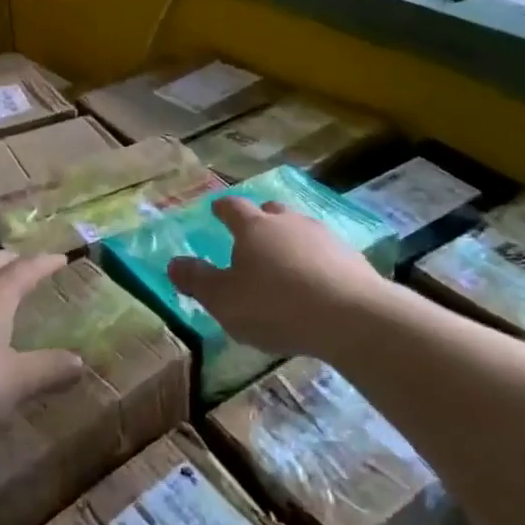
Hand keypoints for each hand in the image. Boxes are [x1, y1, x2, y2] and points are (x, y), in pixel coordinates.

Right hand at [166, 197, 388, 358]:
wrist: (351, 316)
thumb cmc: (275, 306)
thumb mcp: (224, 300)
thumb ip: (197, 281)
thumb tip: (172, 263)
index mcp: (254, 228)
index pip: (233, 208)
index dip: (222, 208)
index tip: (216, 209)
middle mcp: (288, 223)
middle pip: (271, 211)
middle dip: (260, 219)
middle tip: (252, 234)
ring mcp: (324, 237)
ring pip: (300, 229)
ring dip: (290, 240)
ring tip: (285, 261)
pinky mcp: (352, 258)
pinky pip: (325, 252)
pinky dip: (315, 261)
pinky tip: (315, 282)